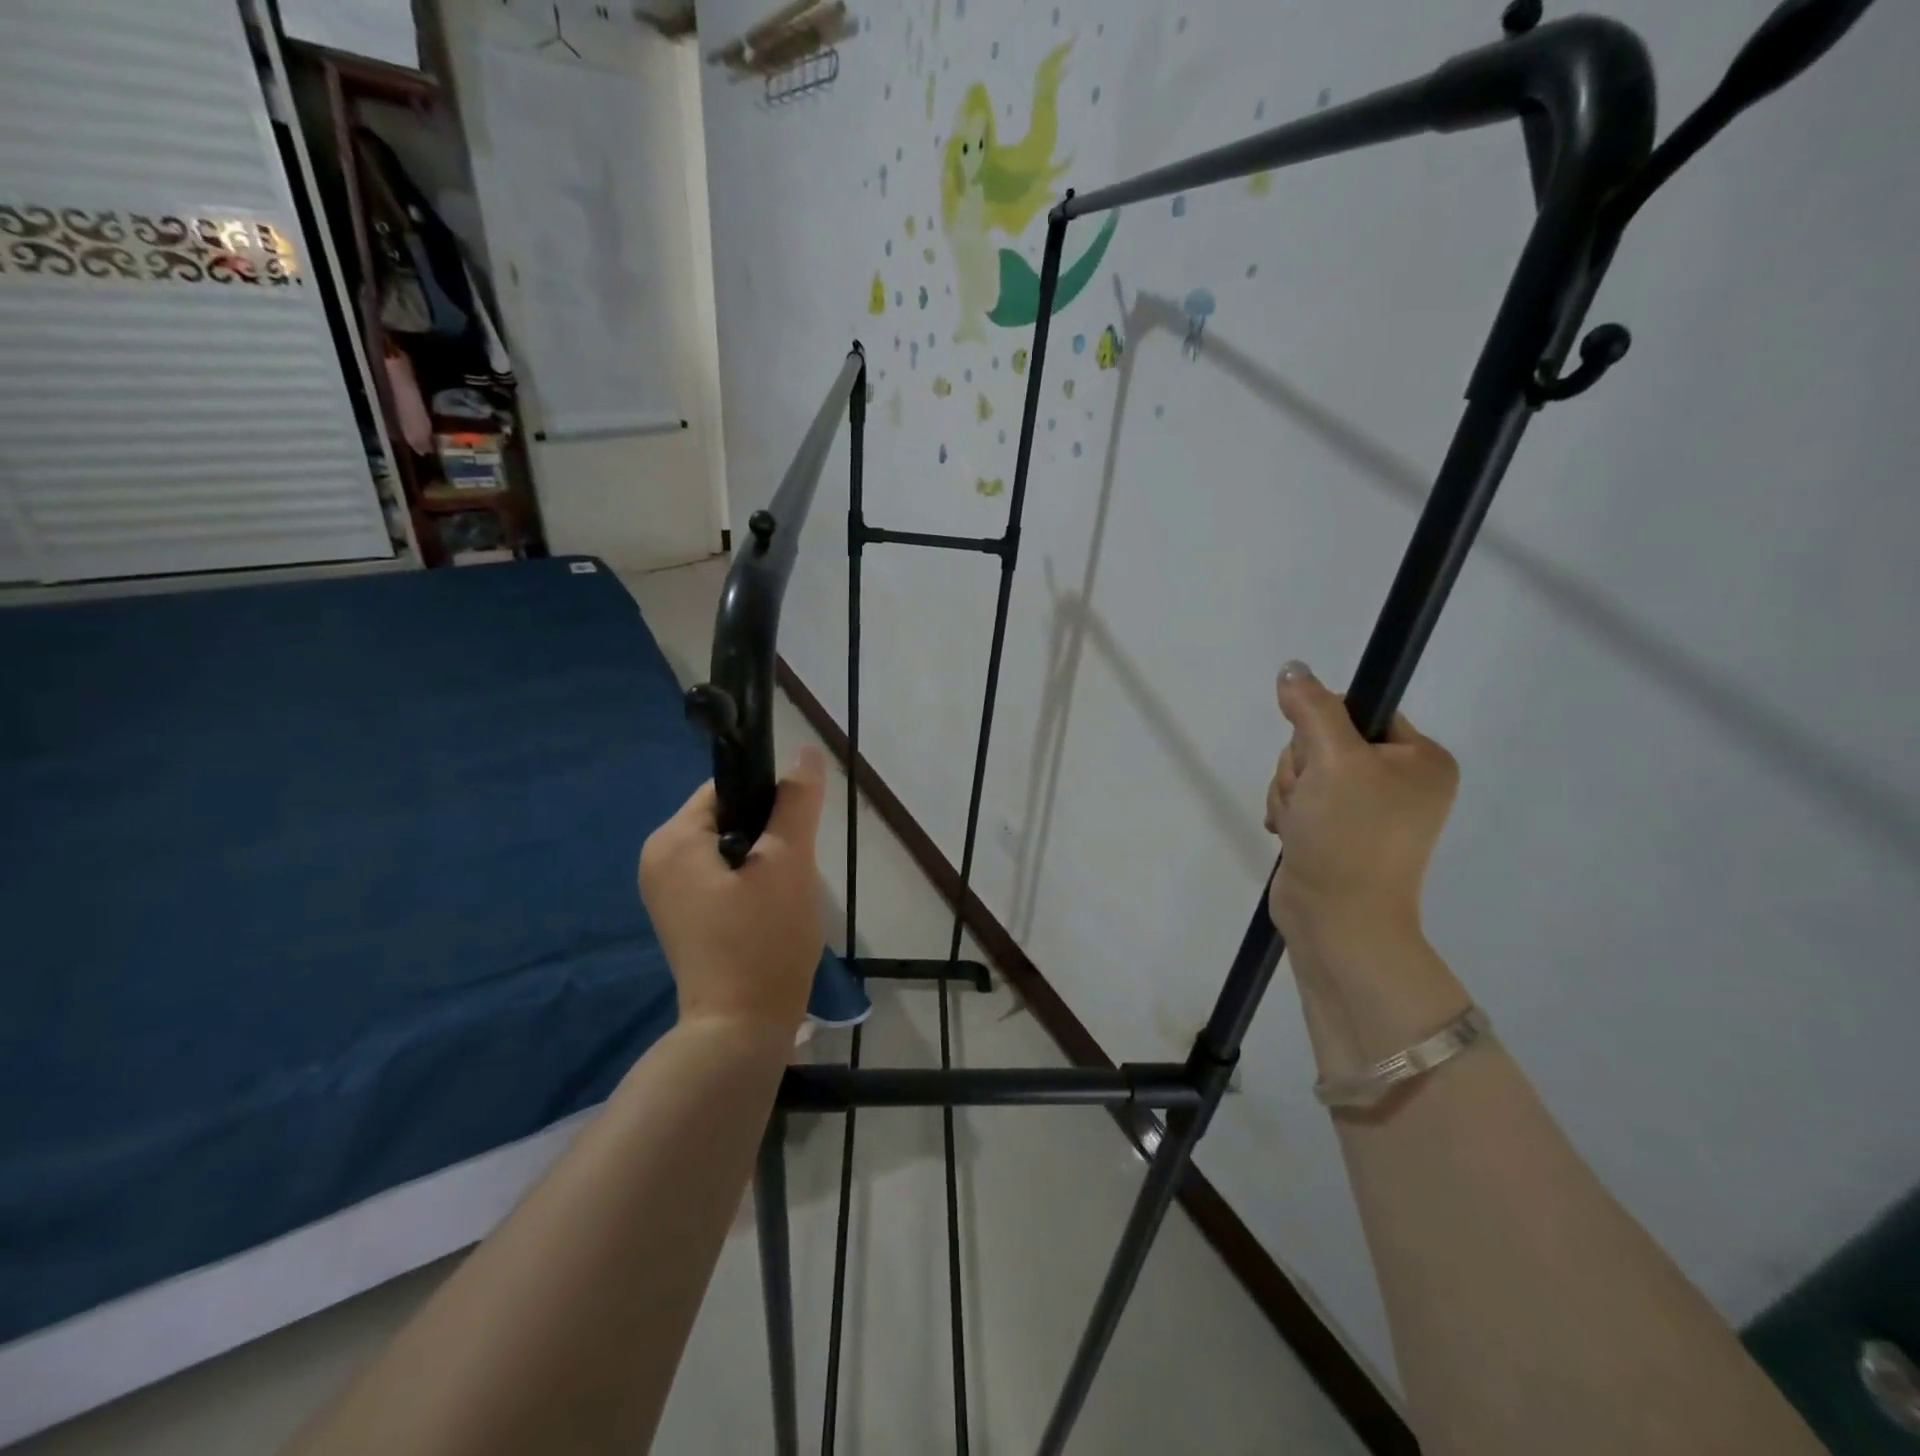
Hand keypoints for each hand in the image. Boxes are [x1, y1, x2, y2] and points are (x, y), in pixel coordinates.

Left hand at [639, 746, 828, 1039]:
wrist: (740, 1031)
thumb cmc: (763, 942)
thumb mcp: (788, 863)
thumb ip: (796, 802)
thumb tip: (806, 752)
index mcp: (672, 839)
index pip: (728, 788)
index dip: (770, 803)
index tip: (795, 837)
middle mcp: (657, 859)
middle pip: (728, 817)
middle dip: (768, 837)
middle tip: (791, 875)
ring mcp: (666, 891)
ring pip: (729, 848)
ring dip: (763, 863)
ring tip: (782, 898)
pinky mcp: (682, 916)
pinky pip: (721, 877)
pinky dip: (749, 885)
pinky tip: (768, 914)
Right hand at [1265, 661, 1458, 957]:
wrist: (1337, 921)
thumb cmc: (1348, 836)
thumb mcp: (1333, 760)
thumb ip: (1312, 708)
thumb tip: (1293, 669)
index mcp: (1421, 759)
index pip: (1359, 710)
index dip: (1323, 727)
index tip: (1318, 758)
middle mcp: (1400, 781)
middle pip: (1325, 741)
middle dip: (1302, 768)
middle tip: (1310, 799)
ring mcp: (1368, 810)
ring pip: (1305, 771)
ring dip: (1290, 792)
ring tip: (1300, 823)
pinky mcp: (1337, 832)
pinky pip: (1300, 799)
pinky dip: (1288, 812)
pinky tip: (1291, 833)